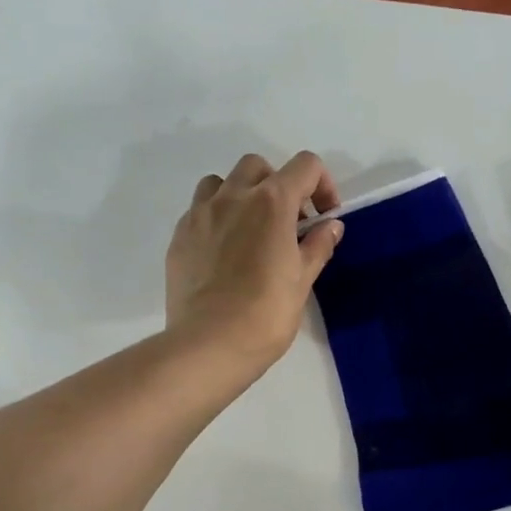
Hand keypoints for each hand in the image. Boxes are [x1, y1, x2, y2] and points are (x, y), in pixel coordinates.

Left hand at [166, 151, 342, 377]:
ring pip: (222, 182)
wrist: (209, 344)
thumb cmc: (266, 314)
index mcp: (272, 203)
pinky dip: (217, 218)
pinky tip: (224, 253)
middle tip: (287, 225)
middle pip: (258, 167)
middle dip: (278, 186)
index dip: (322, 185)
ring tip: (250, 231)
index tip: (323, 217)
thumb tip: (331, 226)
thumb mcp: (302, 281)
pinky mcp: (179, 236)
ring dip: (241, 195)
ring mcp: (200, 214)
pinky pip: (200, 210)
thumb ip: (318, 246)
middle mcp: (234, 197)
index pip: (305, 166)